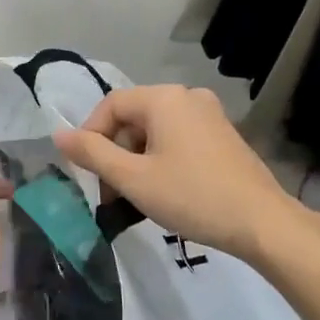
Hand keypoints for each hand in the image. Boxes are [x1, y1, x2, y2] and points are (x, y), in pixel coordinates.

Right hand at [53, 85, 301, 262]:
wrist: (262, 222)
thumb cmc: (192, 197)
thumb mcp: (133, 178)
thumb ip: (92, 154)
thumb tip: (58, 134)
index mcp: (165, 98)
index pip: (111, 105)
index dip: (90, 136)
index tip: (86, 173)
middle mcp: (188, 97)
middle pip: (133, 118)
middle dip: (115, 154)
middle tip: (110, 195)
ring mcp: (210, 115)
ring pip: (155, 131)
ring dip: (136, 161)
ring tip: (135, 200)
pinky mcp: (223, 135)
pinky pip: (178, 139)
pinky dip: (161, 160)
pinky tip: (164, 192)